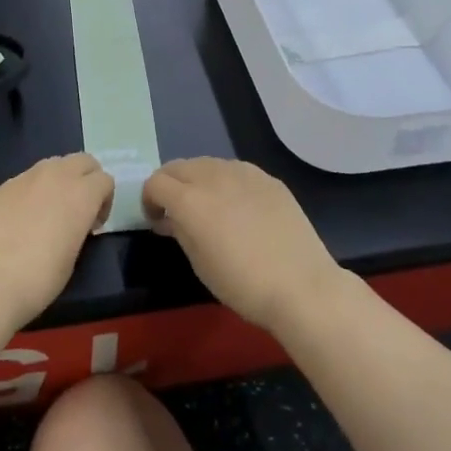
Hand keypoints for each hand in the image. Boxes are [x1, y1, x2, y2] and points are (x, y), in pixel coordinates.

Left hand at [0, 153, 112, 328]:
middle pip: (82, 161)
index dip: (104, 202)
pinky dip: (30, 192)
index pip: (105, 180)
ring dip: (58, 181)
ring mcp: (24, 178)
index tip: (93, 226)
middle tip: (77, 210)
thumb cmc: (39, 278)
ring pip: (52, 165)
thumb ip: (78, 228)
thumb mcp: (73, 257)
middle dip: (86, 179)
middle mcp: (55, 176)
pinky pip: (24, 180)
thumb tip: (70, 224)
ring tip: (47, 212)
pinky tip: (18, 221)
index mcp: (81, 194)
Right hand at [142, 158, 343, 331]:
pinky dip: (225, 182)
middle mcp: (213, 176)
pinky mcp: (268, 178)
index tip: (156, 220)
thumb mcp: (198, 262)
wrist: (301, 286)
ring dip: (197, 180)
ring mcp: (243, 173)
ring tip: (208, 207)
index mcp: (189, 199)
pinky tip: (239, 207)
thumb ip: (179, 230)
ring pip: (207, 164)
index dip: (149, 200)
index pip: (155, 183)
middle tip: (176, 212)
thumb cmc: (242, 283)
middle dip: (170, 185)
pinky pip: (235, 171)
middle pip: (178, 166)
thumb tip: (170, 217)